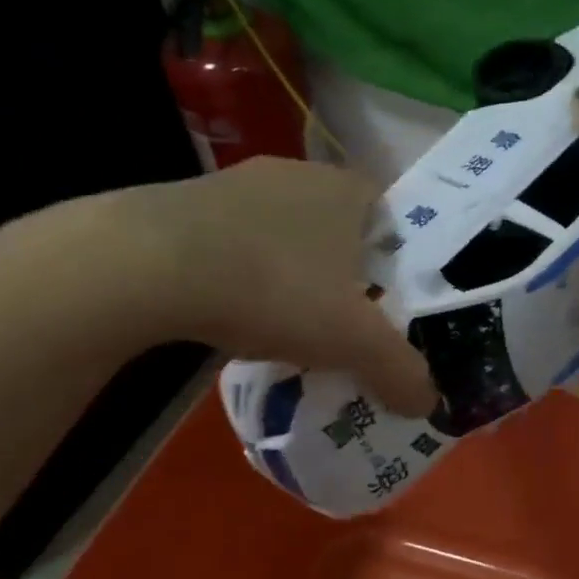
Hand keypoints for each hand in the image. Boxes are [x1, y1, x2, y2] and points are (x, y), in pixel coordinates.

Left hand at [32, 158, 436, 416]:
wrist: (149, 265)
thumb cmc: (274, 287)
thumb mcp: (352, 341)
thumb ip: (399, 371)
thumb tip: (429, 404)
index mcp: (348, 190)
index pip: (395, 218)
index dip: (403, 262)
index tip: (396, 304)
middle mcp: (298, 174)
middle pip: (342, 230)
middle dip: (349, 275)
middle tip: (350, 323)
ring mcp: (238, 184)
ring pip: (288, 236)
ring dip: (295, 275)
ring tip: (293, 325)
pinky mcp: (189, 205)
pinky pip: (239, 243)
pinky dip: (247, 276)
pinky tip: (238, 313)